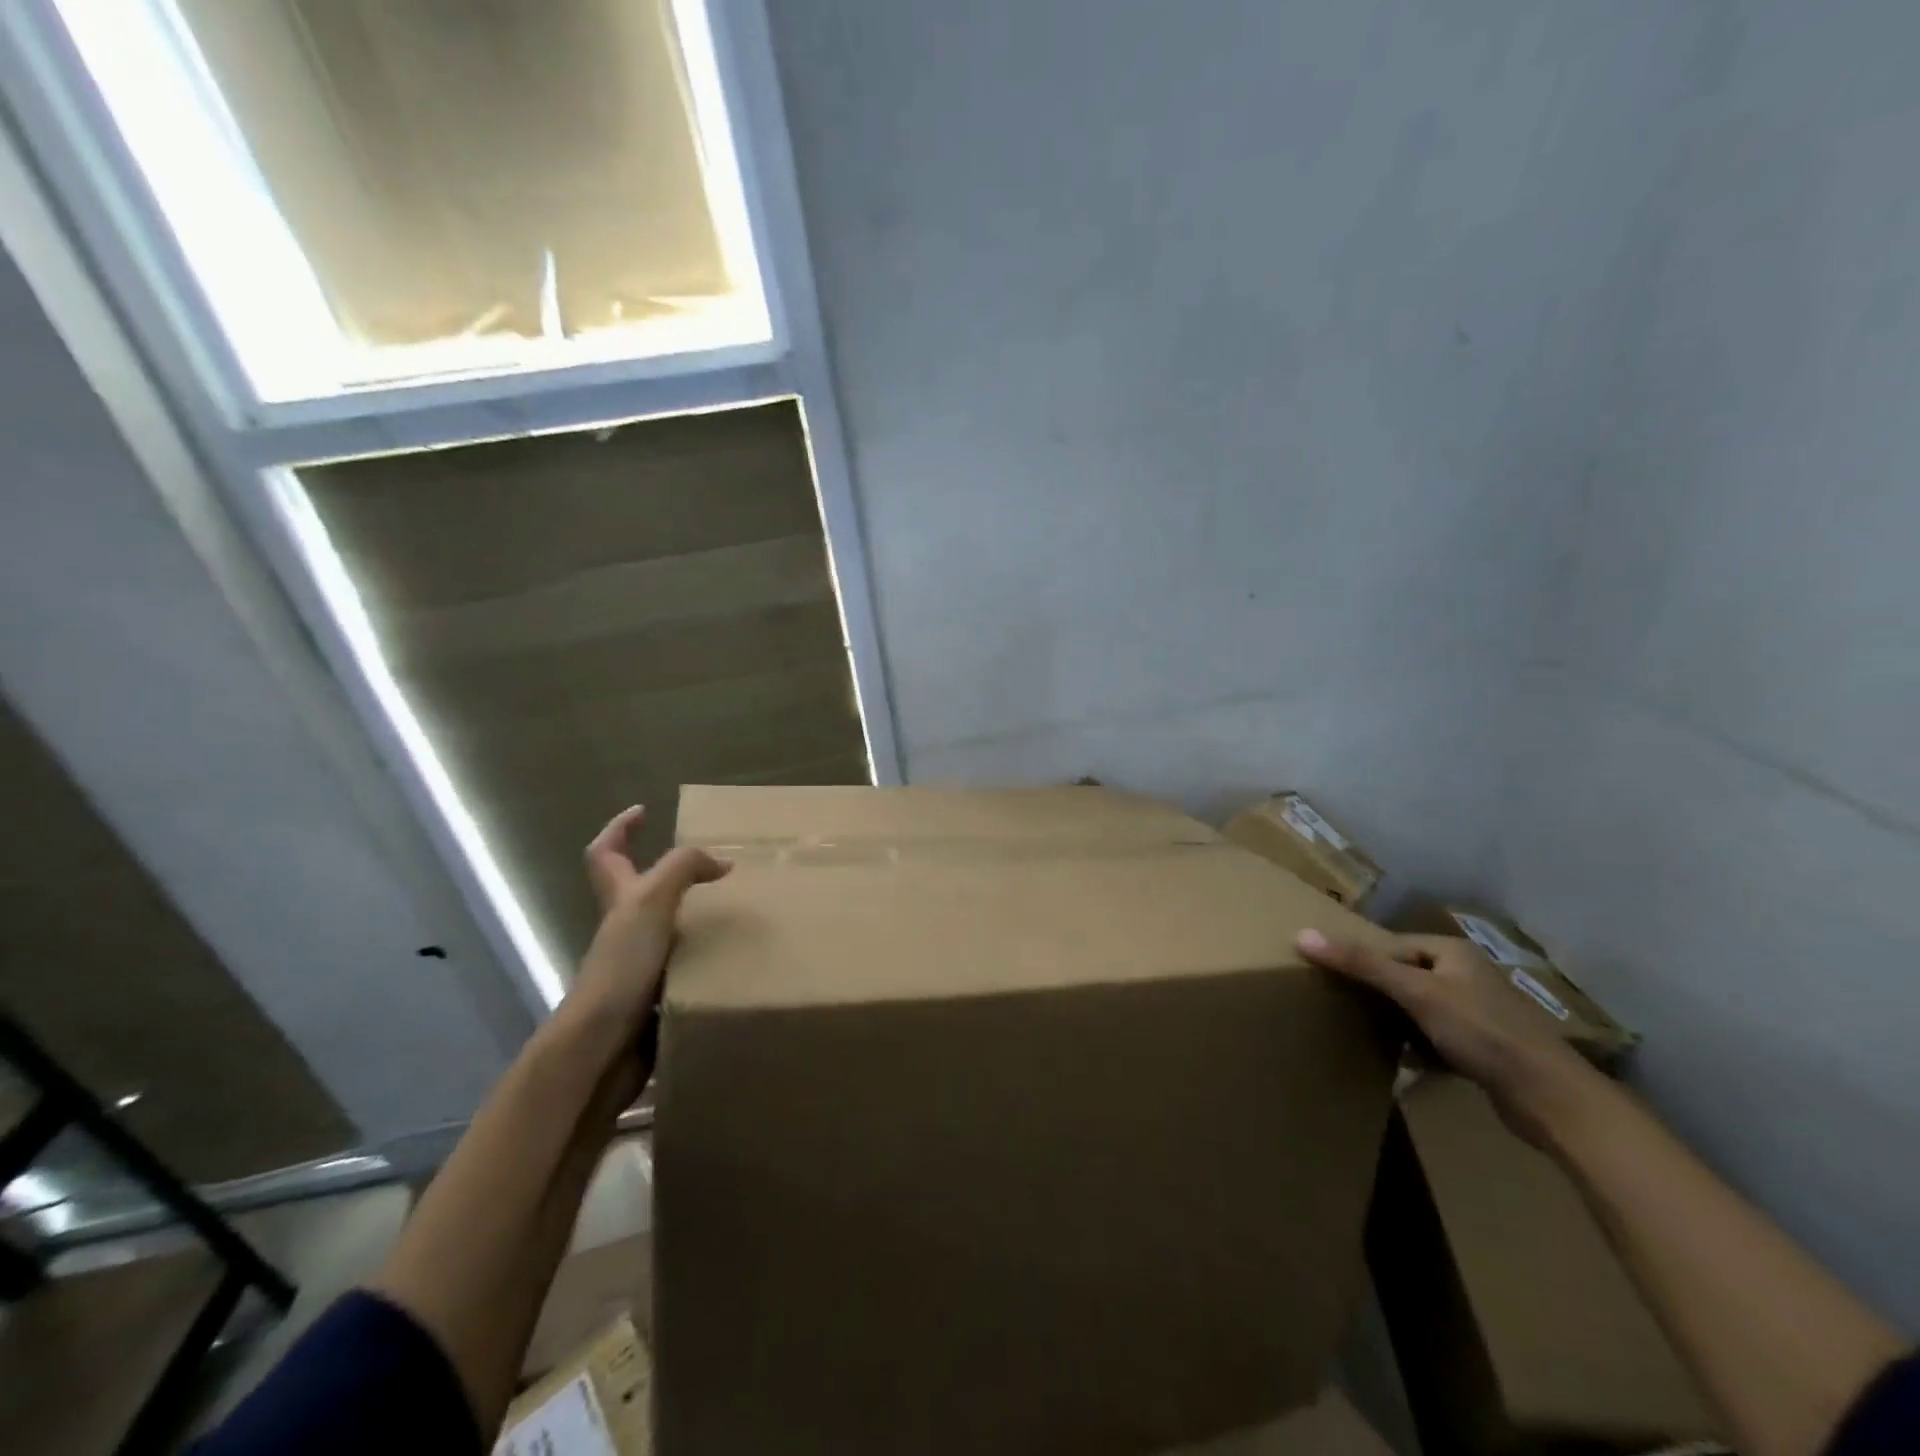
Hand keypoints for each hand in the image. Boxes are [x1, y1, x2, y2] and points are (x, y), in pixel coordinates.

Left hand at [570, 805, 731, 1030]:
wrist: (604, 1046)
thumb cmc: (622, 965)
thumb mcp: (651, 900)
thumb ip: (683, 869)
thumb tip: (722, 863)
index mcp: (618, 899)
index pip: (606, 852)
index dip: (620, 828)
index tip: (644, 811)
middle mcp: (624, 928)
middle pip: (639, 891)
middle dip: (671, 875)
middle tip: (714, 868)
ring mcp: (638, 963)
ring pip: (667, 928)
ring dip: (696, 917)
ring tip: (737, 910)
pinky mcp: (655, 994)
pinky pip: (685, 965)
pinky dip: (706, 957)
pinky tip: (734, 958)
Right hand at [1296, 927, 1601, 1146]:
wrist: (1552, 1099)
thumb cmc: (1482, 1032)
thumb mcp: (1416, 993)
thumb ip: (1361, 964)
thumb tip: (1302, 934)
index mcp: (1450, 951)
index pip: (1389, 944)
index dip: (1358, 957)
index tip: (1325, 975)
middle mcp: (1464, 974)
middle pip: (1402, 975)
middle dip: (1373, 990)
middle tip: (1336, 1003)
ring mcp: (1475, 1012)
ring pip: (1417, 1007)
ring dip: (1393, 1020)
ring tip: (1359, 1030)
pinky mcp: (1482, 1046)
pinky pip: (1433, 1037)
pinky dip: (1415, 1045)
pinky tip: (1398, 1060)